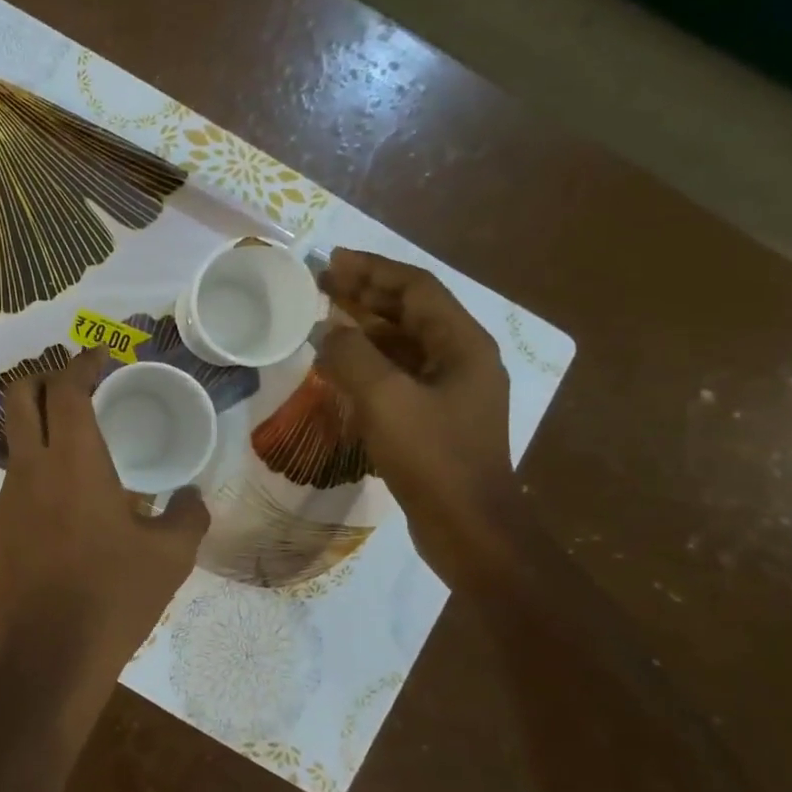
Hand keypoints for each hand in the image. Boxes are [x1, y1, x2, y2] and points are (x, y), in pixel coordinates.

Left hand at [0, 349, 209, 717]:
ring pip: (16, 444)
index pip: (66, 388)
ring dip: (42, 433)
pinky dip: (39, 480)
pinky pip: (16, 490)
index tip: (102, 357)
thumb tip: (194, 498)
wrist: (47, 661)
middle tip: (76, 386)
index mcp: (74, 461)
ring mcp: (5, 502)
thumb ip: (188, 515)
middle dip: (43, 377)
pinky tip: (66, 516)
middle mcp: (30, 469)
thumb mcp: (170, 556)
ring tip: (80, 457)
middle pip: (19, 397)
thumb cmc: (113, 597)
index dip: (82, 363)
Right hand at [314, 249, 527, 588]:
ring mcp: (451, 391)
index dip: (373, 269)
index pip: (416, 288)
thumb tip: (329, 333)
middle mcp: (462, 359)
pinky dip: (369, 362)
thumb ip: (351, 356)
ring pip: (404, 343)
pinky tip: (340, 367)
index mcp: (463, 344)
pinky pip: (399, 374)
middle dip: (367, 294)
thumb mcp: (385, 400)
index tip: (333, 261)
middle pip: (411, 312)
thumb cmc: (433, 458)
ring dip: (366, 327)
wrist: (470, 530)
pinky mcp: (436, 418)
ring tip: (325, 317)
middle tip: (322, 283)